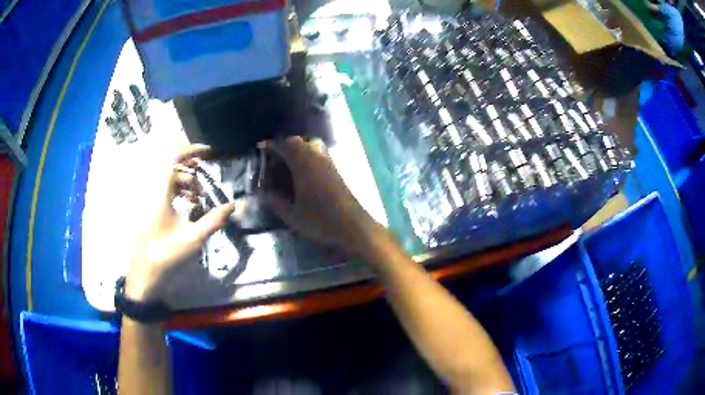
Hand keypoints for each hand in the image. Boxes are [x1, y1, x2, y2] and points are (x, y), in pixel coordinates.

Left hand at [125, 144, 242, 301]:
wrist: (145, 276)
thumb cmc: (167, 254)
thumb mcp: (193, 237)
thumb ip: (215, 219)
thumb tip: (235, 205)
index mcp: (160, 192)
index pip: (173, 158)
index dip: (191, 150)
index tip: (209, 152)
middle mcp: (152, 191)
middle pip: (171, 167)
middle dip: (191, 168)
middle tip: (207, 175)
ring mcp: (148, 202)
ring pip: (167, 180)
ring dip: (185, 182)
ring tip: (199, 195)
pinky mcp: (148, 212)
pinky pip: (163, 192)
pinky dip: (177, 193)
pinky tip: (188, 205)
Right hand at [261, 137, 382, 257]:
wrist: (353, 226)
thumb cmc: (320, 219)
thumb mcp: (291, 214)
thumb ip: (275, 201)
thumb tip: (265, 192)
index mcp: (304, 161)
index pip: (284, 143)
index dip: (271, 147)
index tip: (260, 153)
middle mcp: (317, 156)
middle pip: (297, 143)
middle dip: (283, 150)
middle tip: (272, 166)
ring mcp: (328, 162)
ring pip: (309, 149)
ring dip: (295, 156)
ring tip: (284, 173)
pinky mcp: (335, 171)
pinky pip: (316, 158)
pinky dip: (305, 162)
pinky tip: (300, 180)